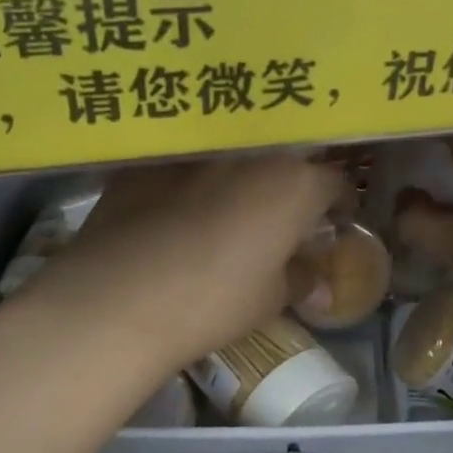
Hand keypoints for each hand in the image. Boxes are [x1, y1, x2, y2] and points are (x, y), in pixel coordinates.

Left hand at [20, 154, 346, 373]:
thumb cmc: (212, 302)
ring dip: (239, 177)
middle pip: (284, 158)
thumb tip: (317, 283)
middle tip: (279, 217)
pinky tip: (174, 211)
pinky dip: (190, 181)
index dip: (336, 204)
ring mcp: (195, 151)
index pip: (334, 181)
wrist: (116, 300)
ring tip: (225, 210)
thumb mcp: (269, 300)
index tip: (329, 223)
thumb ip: (301, 280)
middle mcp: (249, 153)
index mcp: (292, 184)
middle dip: (288, 183)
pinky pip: (184, 164)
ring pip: (232, 156)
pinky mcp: (148, 160)